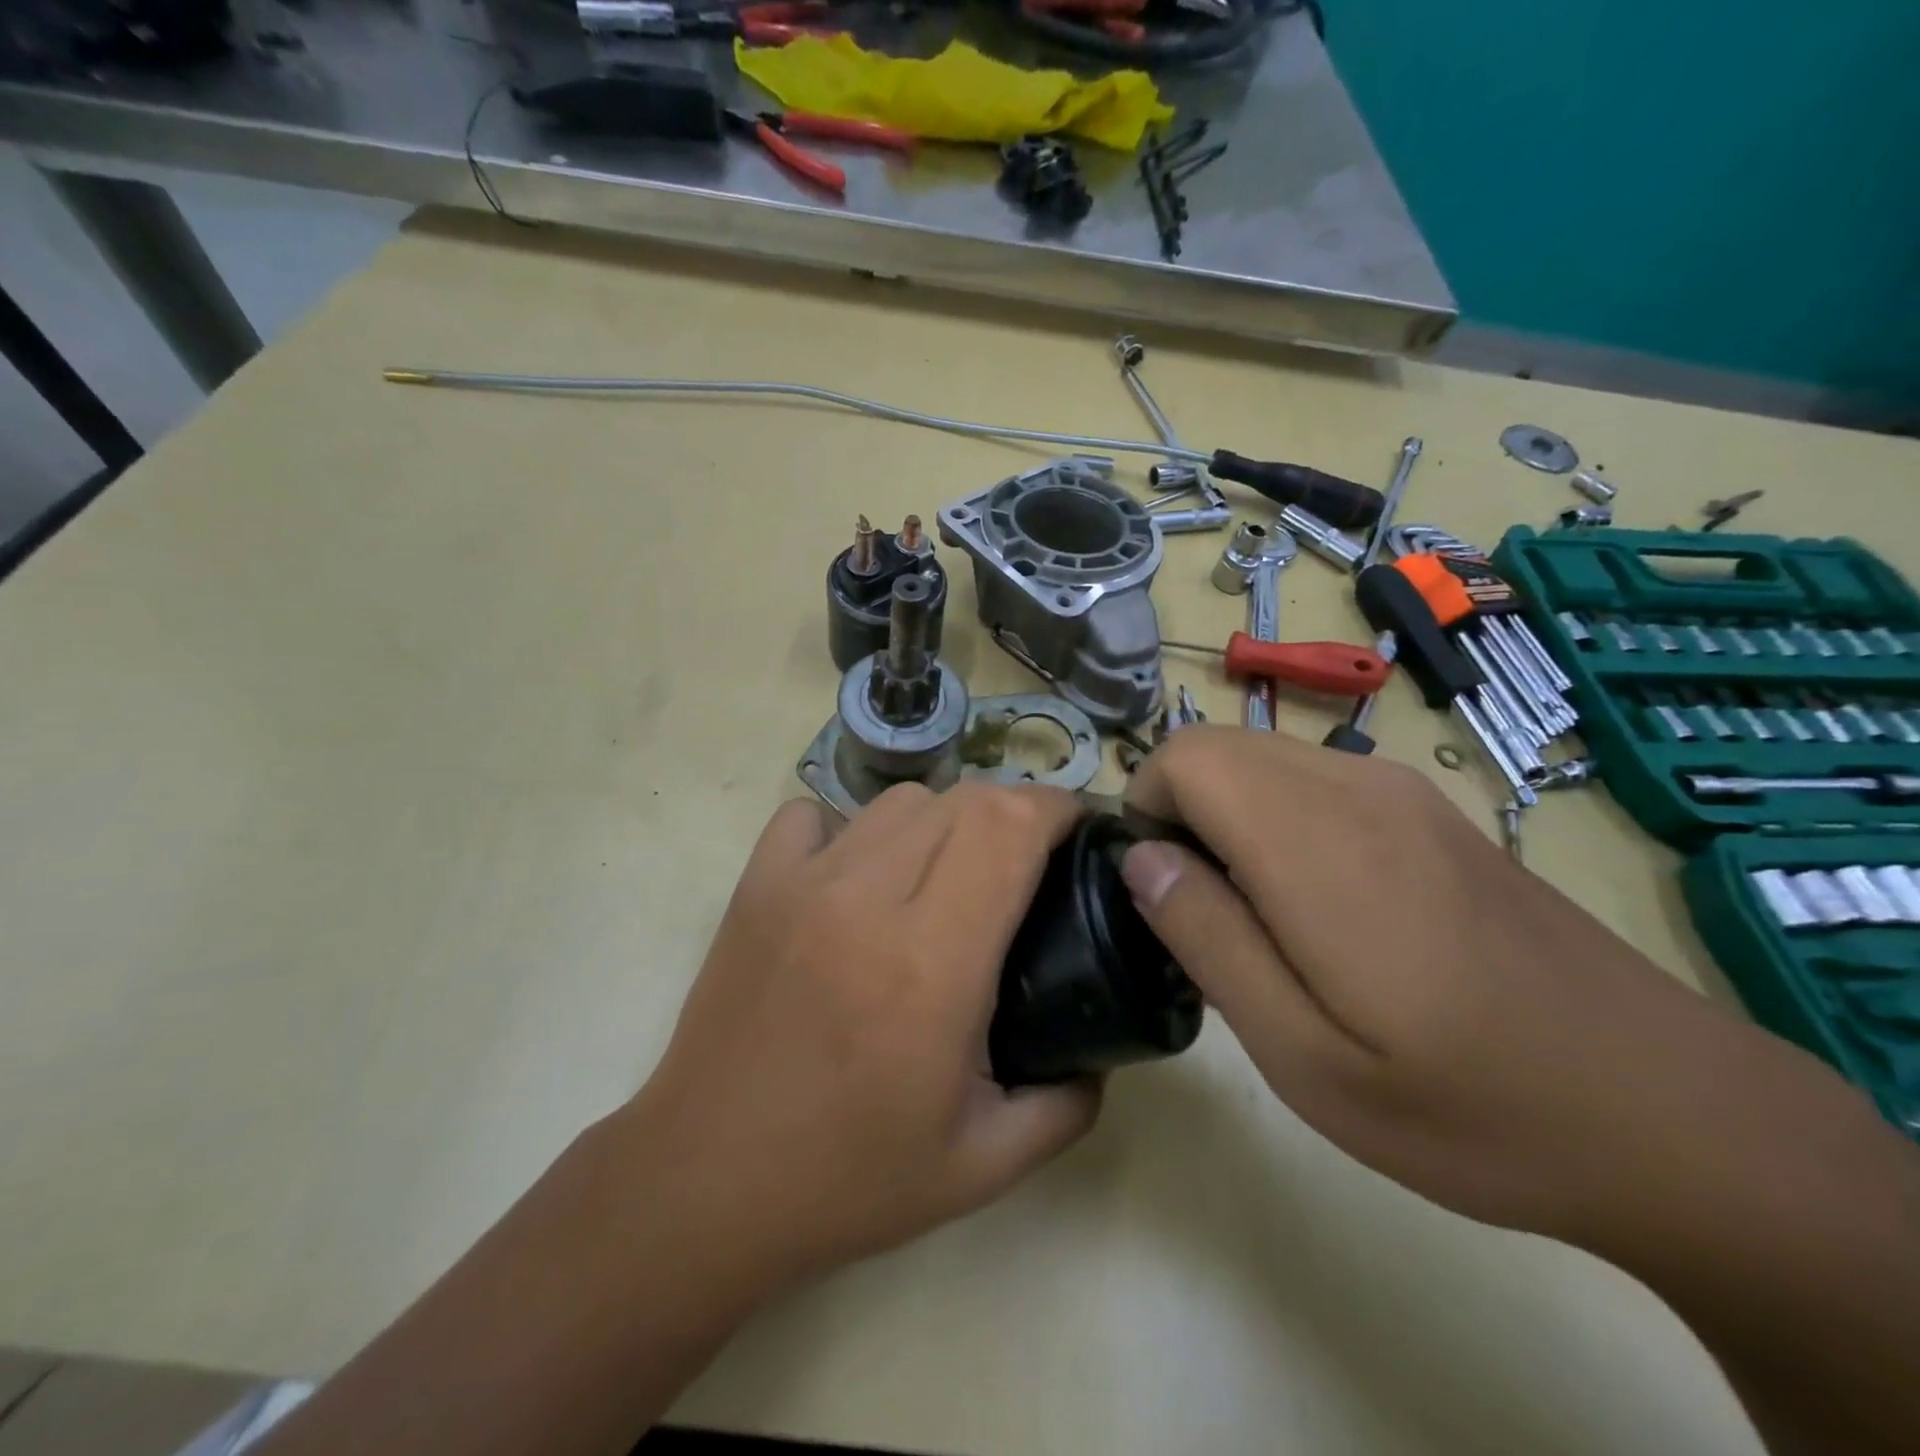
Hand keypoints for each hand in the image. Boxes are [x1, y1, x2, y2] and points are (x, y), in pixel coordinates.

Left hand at [621, 783, 1100, 1294]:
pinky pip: (816, 815)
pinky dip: (854, 828)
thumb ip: (1066, 1106)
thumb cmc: (847, 1179)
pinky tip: (860, 876)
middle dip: (1016, 812)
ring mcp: (802, 884)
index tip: (1081, 830)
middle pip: (964, 801)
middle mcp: (868, 902)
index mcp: (932, 964)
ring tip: (950, 872)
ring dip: (944, 820)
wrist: (703, 1183)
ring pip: (899, 801)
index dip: (1058, 809)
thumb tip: (1100, 1054)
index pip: (1009, 829)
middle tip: (1029, 862)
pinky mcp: (755, 886)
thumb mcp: (983, 1164)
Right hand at [1119, 725, 1881, 1243]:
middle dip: (1180, 811)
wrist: (1674, 1113)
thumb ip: (1207, 938)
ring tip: (1259, 918)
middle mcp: (1356, 787)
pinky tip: (1321, 907)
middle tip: (1203, 913)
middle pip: (1218, 747)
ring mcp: (1402, 792)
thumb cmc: (1467, 1103)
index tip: (1161, 890)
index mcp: (1315, 839)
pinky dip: (1279, 818)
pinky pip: (1316, 780)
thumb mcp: (1303, 1055)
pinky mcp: (1432, 810)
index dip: (1145, 809)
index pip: (1184, 756)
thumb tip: (1140, 858)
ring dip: (1228, 815)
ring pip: (1264, 758)